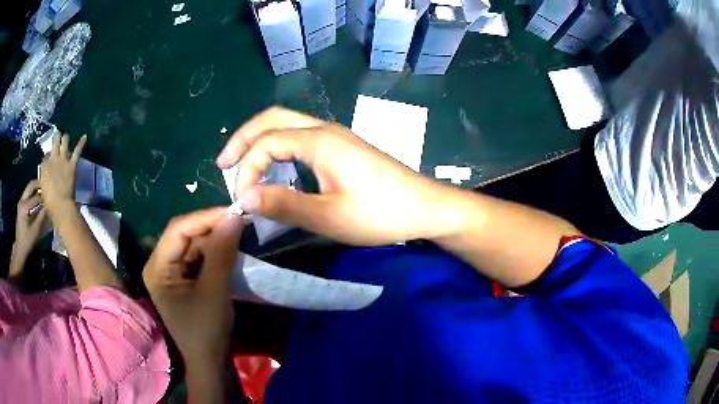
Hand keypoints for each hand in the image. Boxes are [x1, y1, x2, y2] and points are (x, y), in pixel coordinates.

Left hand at [10, 181, 48, 278]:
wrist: (20, 249)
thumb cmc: (28, 241)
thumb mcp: (36, 230)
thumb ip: (42, 216)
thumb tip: (49, 205)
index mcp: (25, 206)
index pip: (36, 197)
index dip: (44, 197)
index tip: (52, 197)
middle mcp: (22, 200)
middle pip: (31, 186)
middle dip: (39, 184)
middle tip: (47, 185)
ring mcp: (20, 203)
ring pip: (29, 189)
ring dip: (36, 188)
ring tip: (44, 191)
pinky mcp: (21, 206)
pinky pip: (27, 195)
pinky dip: (33, 194)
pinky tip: (38, 199)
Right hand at [39, 133, 85, 215]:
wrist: (60, 205)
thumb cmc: (49, 202)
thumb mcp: (42, 188)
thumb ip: (44, 179)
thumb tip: (45, 177)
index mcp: (44, 166)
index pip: (45, 155)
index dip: (47, 156)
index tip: (48, 157)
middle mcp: (53, 158)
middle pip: (55, 142)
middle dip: (56, 137)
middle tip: (57, 135)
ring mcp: (63, 159)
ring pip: (65, 141)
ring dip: (65, 137)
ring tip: (65, 136)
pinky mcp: (72, 163)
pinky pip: (77, 151)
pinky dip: (81, 143)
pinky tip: (85, 136)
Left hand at [143, 208, 243, 373]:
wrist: (208, 361)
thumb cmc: (206, 330)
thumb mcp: (215, 291)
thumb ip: (222, 253)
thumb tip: (235, 217)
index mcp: (157, 267)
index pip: (178, 230)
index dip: (205, 217)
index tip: (234, 212)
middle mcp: (158, 265)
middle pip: (183, 235)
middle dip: (210, 228)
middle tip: (239, 222)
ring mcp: (168, 272)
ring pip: (191, 244)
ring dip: (213, 239)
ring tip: (237, 234)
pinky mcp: (179, 279)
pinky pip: (195, 257)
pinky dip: (212, 252)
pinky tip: (228, 250)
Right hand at [216, 107, 450, 244]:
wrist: (425, 208)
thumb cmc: (381, 213)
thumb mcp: (329, 216)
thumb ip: (284, 205)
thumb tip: (244, 198)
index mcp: (319, 141)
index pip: (266, 142)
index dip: (246, 169)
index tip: (241, 200)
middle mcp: (324, 129)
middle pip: (273, 118)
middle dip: (243, 138)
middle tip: (223, 163)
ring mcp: (336, 136)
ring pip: (287, 125)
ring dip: (261, 140)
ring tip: (242, 165)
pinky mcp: (343, 147)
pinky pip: (301, 137)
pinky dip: (279, 148)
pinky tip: (276, 168)